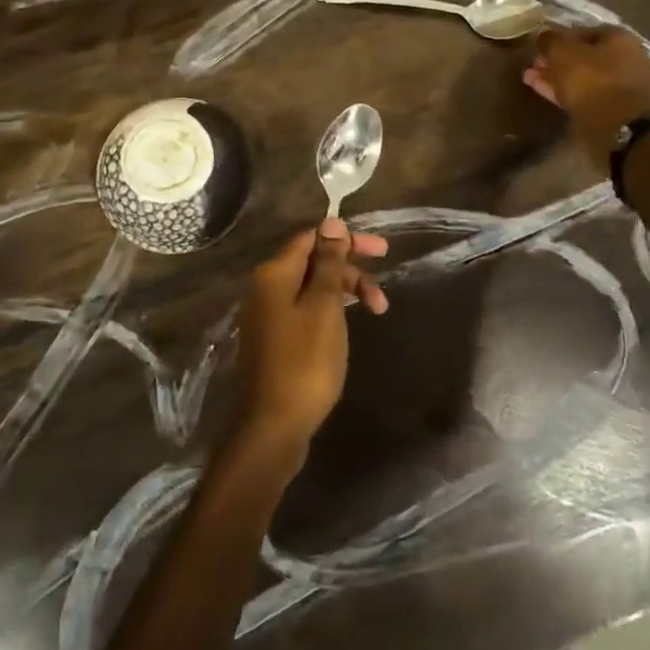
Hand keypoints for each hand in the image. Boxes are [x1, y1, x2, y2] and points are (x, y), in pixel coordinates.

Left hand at [234, 219, 387, 457]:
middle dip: (350, 269)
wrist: (272, 427)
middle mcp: (265, 288)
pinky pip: (305, 310)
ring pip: (311, 288)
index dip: (346, 240)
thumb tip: (331, 221)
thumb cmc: (305, 363)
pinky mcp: (273, 340)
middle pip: (312, 263)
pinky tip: (347, 326)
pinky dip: (330, 311)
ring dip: (344, 292)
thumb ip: (329, 264)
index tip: (382, 252)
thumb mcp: (324, 308)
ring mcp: (267, 316)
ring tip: (377, 311)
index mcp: (275, 274)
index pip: (312, 238)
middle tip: (383, 287)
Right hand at [524, 25, 649, 168]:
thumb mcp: (564, 56)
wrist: (628, 132)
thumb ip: (551, 42)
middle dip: (558, 61)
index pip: (582, 31)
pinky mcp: (622, 112)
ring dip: (561, 79)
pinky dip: (571, 96)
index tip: (538, 48)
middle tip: (534, 67)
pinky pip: (591, 98)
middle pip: (586, 56)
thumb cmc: (595, 84)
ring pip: (587, 79)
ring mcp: (627, 87)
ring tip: (532, 81)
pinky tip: (552, 97)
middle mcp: (628, 58)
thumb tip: (543, 33)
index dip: (558, 39)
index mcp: (619, 38)